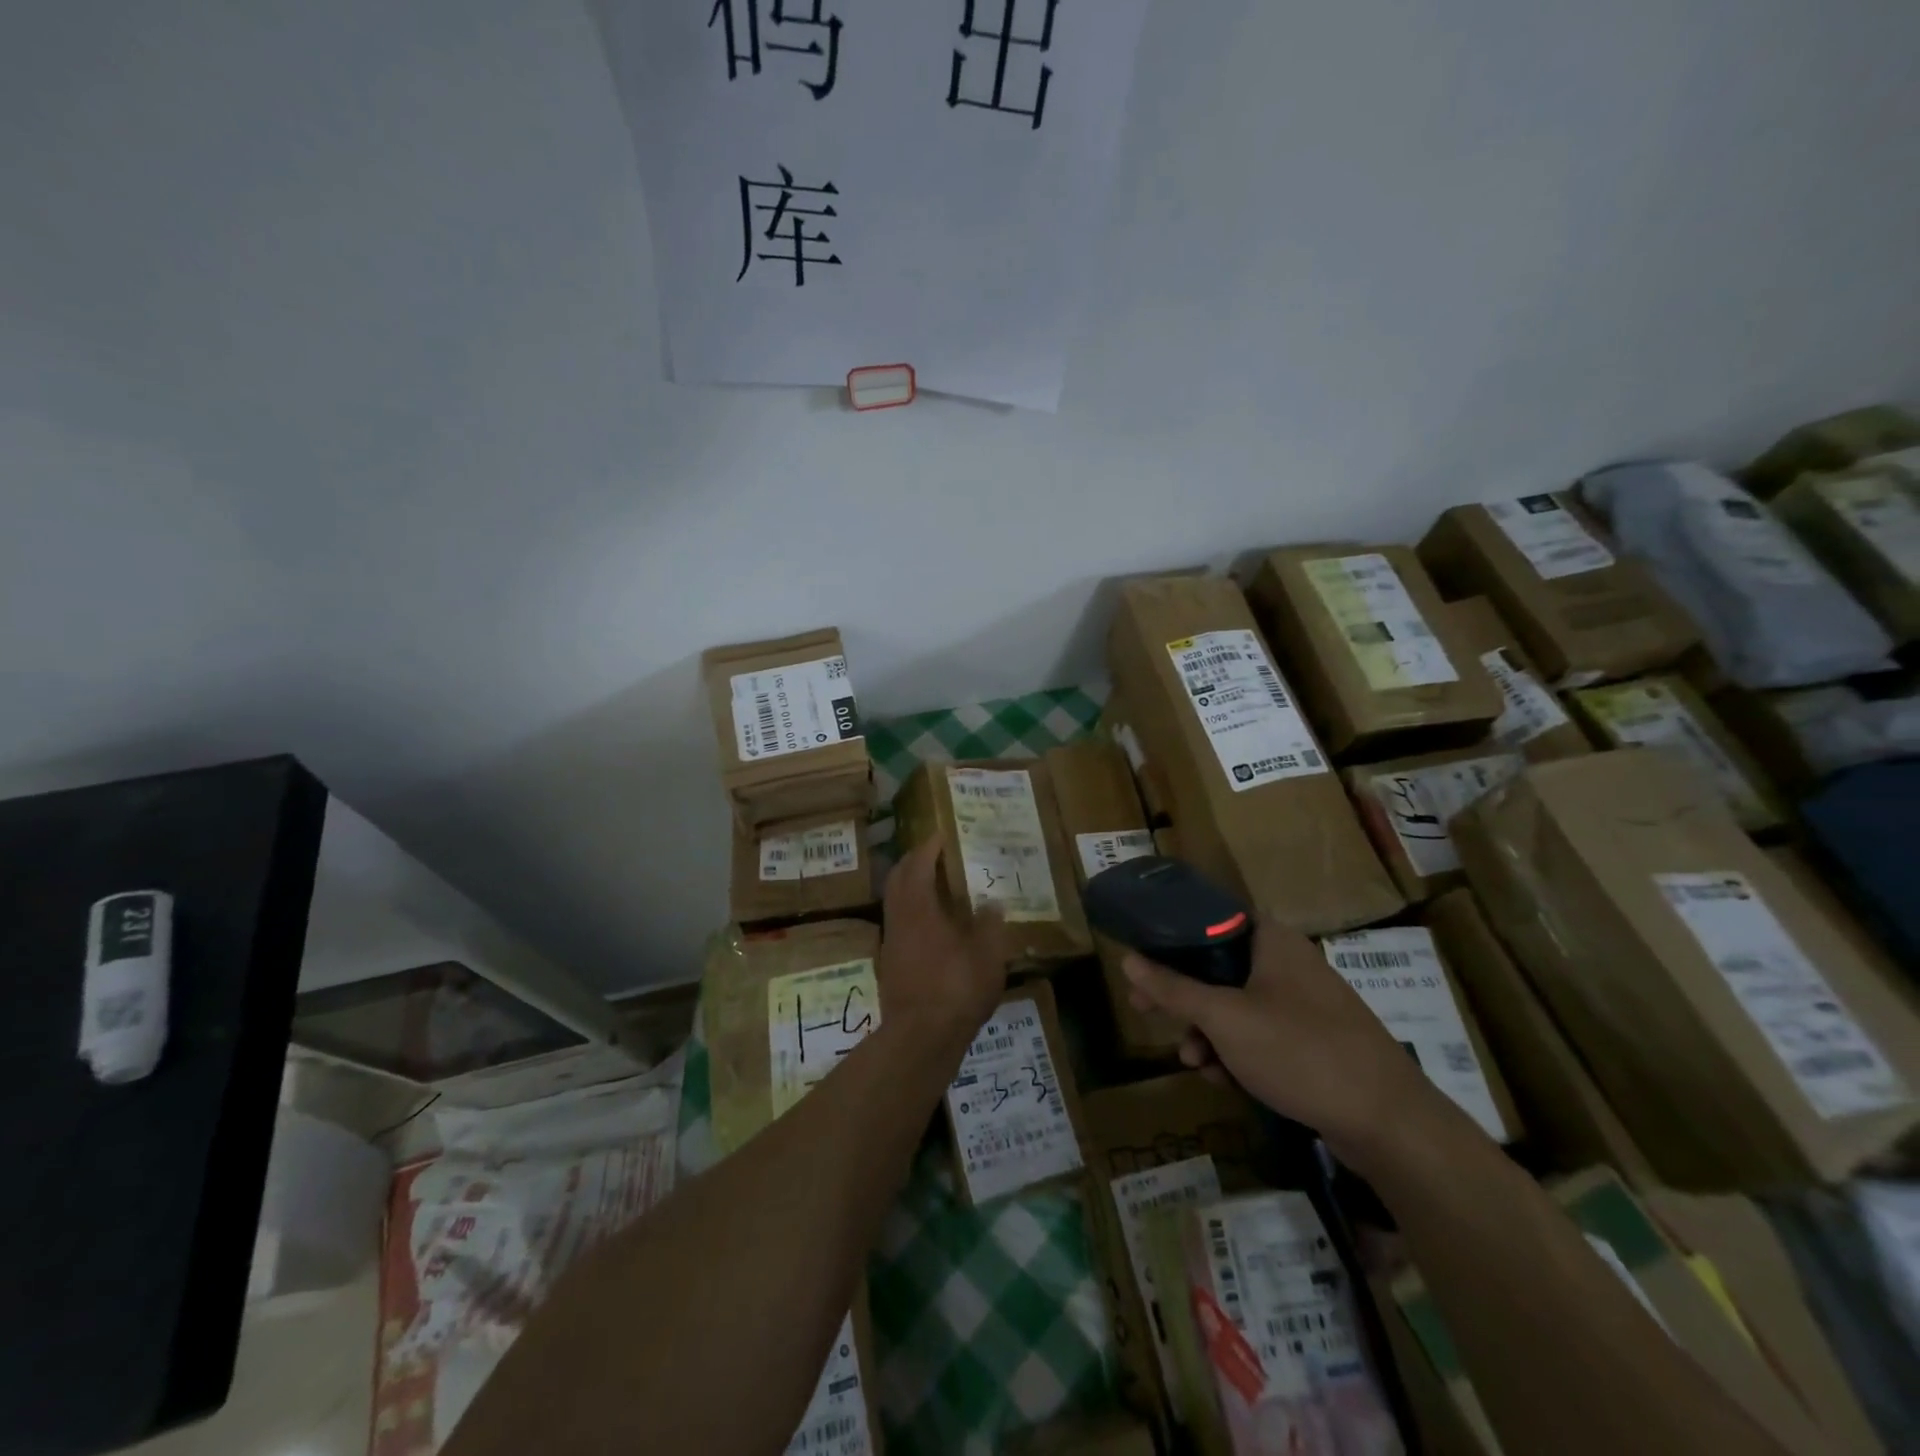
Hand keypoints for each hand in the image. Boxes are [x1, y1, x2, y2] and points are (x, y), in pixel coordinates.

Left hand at [877, 840, 1010, 1043]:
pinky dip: (913, 911)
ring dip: (910, 886)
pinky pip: (899, 923)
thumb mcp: (988, 955)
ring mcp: (892, 943)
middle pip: (897, 879)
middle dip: (913, 861)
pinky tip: (934, 925)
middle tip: (934, 854)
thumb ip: (990, 925)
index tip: (941, 835)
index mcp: (919, 908)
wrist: (920, 1038)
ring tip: (936, 886)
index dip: (928, 847)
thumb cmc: (956, 988)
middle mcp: (899, 919)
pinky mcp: (891, 965)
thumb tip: (991, 903)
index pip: (917, 864)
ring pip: (895, 902)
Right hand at [1123, 919, 1445, 1170]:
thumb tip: (1128, 958)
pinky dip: (1237, 1052)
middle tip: (1145, 1011)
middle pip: (1217, 967)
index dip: (1170, 940)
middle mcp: (1288, 963)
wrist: (1388, 1122)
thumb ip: (1174, 988)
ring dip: (1207, 1032)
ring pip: (1237, 1006)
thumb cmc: (1299, 1051)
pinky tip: (1225, 1080)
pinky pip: (1261, 1035)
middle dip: (1182, 996)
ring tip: (1193, 1063)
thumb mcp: (1225, 1019)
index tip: (1141, 963)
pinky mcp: (1314, 1041)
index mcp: (1271, 940)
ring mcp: (1304, 1004)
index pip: (1209, 921)